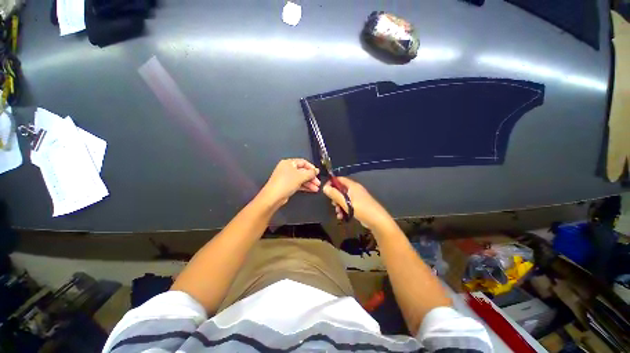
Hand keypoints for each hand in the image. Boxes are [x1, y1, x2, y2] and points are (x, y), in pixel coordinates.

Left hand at [260, 159, 320, 206]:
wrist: (273, 197)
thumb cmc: (287, 182)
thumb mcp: (300, 176)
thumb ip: (310, 173)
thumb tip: (317, 170)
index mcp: (289, 163)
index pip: (303, 162)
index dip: (311, 167)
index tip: (318, 173)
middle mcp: (287, 169)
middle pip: (303, 171)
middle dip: (311, 177)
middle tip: (318, 183)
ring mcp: (287, 178)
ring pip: (301, 179)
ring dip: (309, 183)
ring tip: (316, 189)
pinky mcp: (287, 186)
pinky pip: (298, 184)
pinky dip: (305, 186)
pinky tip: (312, 190)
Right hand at [323, 177, 393, 230]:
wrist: (378, 220)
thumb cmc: (361, 209)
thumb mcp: (346, 202)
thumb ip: (334, 194)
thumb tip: (324, 187)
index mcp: (352, 186)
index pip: (339, 179)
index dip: (331, 183)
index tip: (325, 190)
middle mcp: (355, 189)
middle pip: (341, 189)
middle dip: (335, 197)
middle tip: (333, 204)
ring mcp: (357, 197)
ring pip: (344, 198)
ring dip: (339, 205)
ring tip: (338, 213)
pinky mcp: (359, 205)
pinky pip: (348, 204)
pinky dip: (344, 209)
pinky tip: (342, 216)